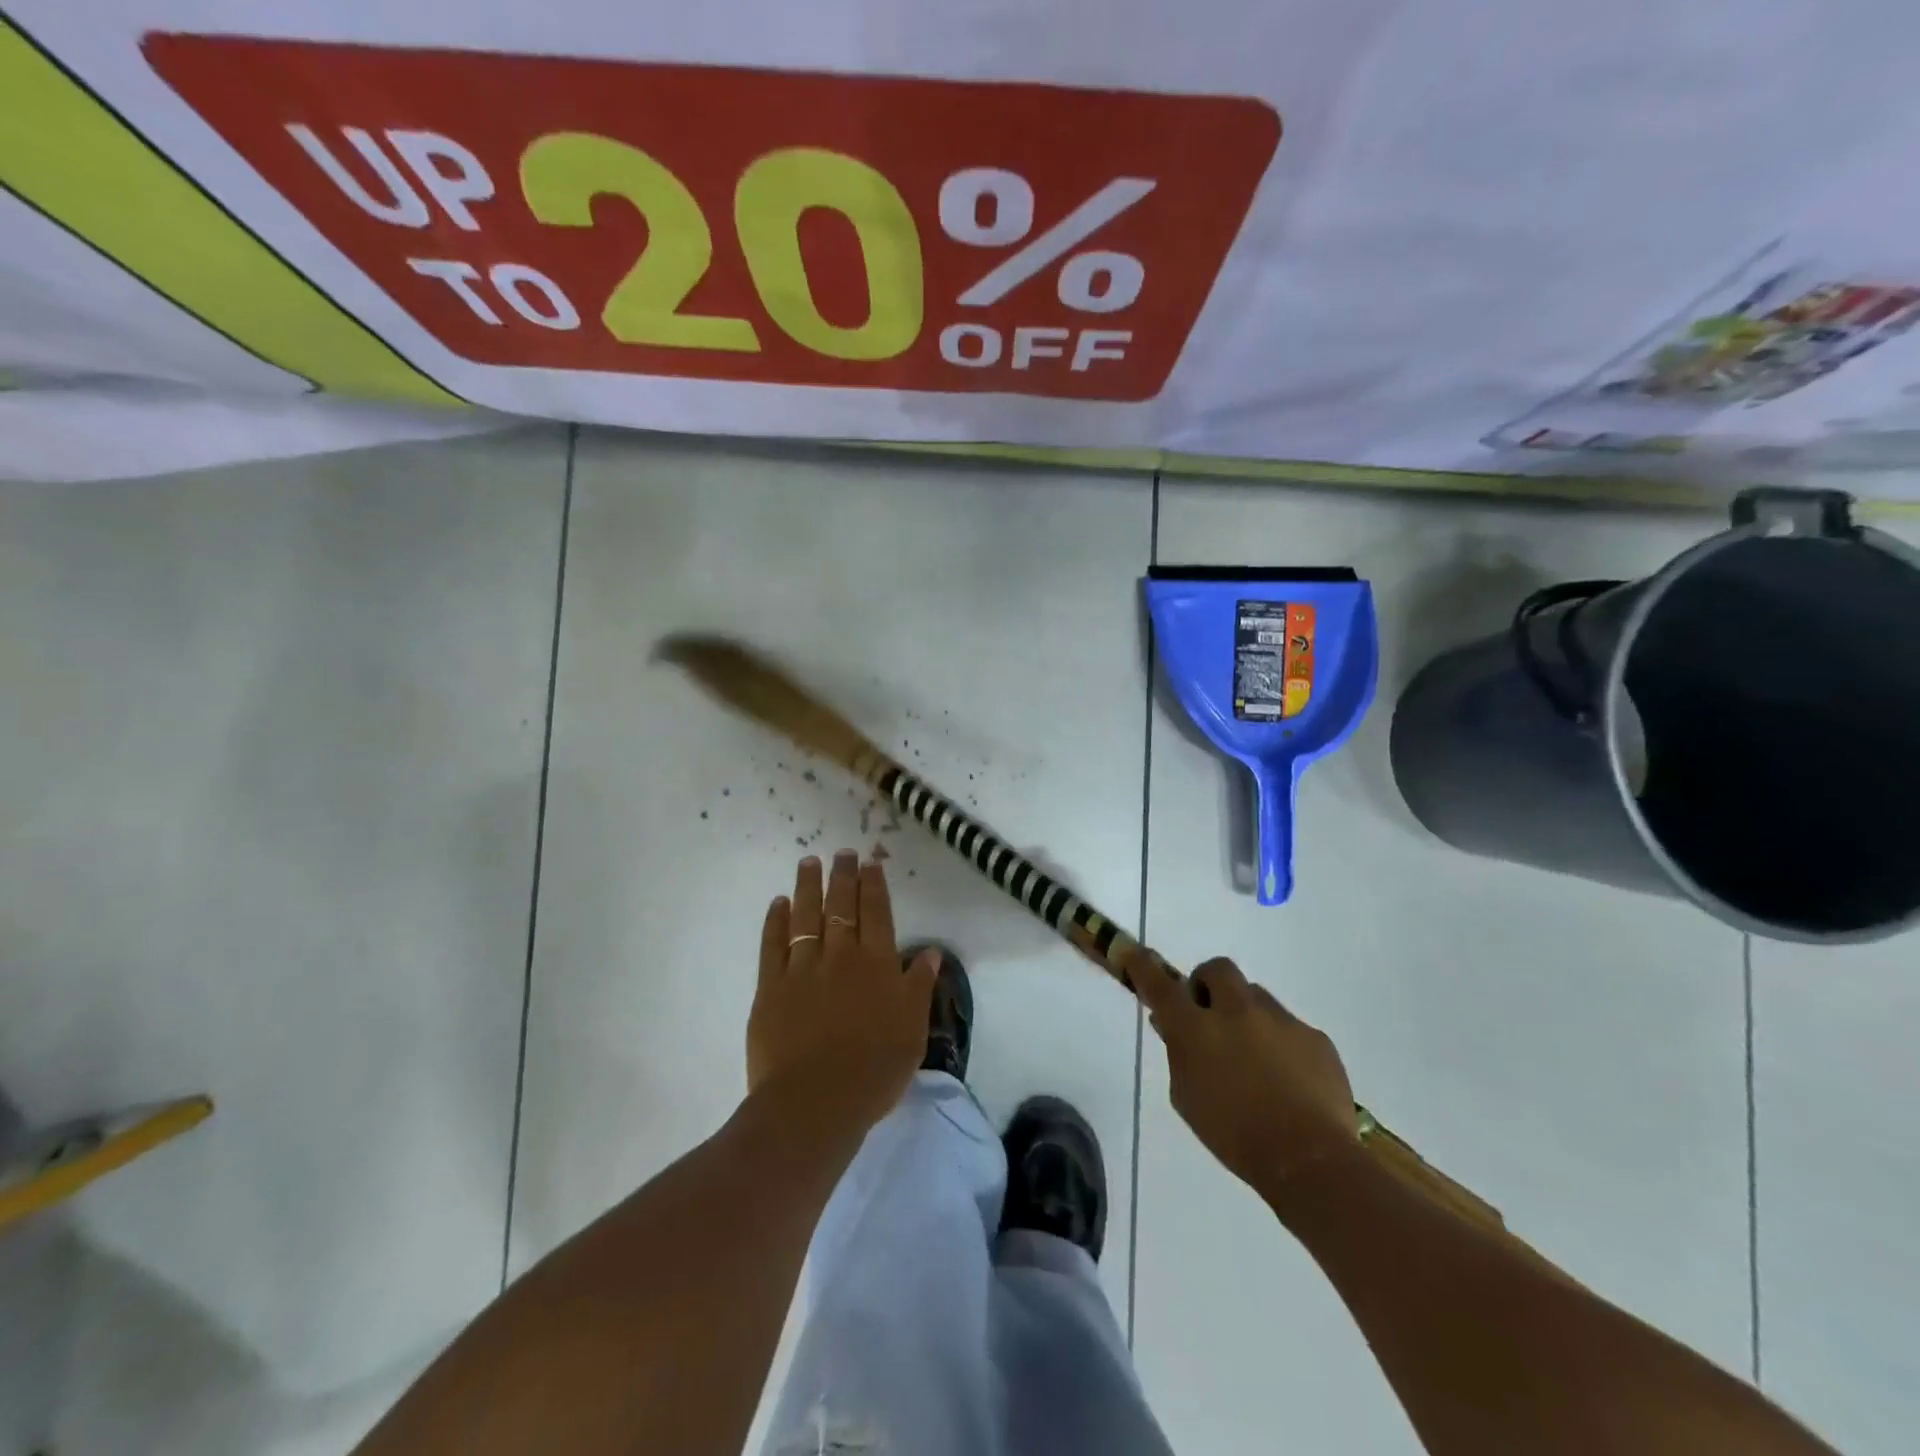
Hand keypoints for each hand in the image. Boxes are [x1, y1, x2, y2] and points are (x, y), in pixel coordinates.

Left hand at [745, 851, 936, 1135]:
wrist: (815, 1102)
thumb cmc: (874, 1070)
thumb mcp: (912, 1030)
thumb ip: (920, 986)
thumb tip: (930, 951)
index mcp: (877, 964)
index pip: (877, 913)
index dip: (874, 886)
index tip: (870, 863)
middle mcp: (840, 956)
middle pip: (841, 906)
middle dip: (842, 876)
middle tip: (841, 853)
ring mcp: (802, 968)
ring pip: (805, 916)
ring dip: (807, 887)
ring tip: (809, 862)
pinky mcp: (770, 987)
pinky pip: (772, 944)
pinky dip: (775, 921)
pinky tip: (778, 903)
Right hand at [1135, 956, 1359, 1202]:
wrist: (1310, 1160)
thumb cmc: (1234, 1136)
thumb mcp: (1187, 1098)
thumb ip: (1178, 1055)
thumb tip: (1171, 1026)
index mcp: (1196, 1029)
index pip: (1160, 984)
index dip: (1143, 965)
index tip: (1131, 952)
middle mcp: (1236, 1011)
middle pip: (1218, 969)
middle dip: (1209, 984)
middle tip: (1210, 1014)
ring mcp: (1279, 1020)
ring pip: (1256, 996)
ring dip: (1246, 1014)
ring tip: (1255, 1057)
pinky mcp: (1314, 1037)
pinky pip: (1290, 1027)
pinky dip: (1281, 1043)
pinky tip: (1288, 1080)